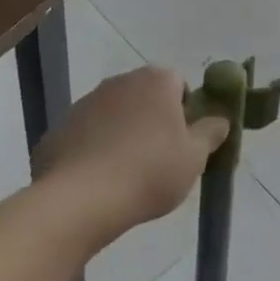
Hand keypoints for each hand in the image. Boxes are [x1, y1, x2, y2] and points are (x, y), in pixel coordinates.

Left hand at [33, 67, 228, 234]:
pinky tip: (96, 182)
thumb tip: (220, 119)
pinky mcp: (59, 127)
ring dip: (122, 134)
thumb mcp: (194, 158)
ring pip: (115, 114)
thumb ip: (211, 133)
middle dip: (153, 121)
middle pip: (146, 97)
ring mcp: (86, 102)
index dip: (185, 113)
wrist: (79, 200)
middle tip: (158, 160)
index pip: (180, 85)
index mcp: (156, 80)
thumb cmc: (148, 172)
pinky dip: (93, 150)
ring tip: (125, 175)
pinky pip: (86, 135)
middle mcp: (121, 81)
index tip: (183, 144)